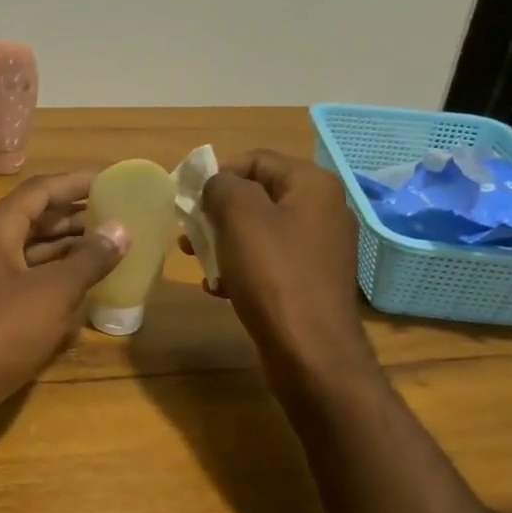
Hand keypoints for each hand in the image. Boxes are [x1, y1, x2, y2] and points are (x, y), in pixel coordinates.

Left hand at [0, 171, 127, 438]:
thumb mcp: (52, 292)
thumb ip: (89, 260)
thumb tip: (121, 230)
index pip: (43, 190)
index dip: (78, 182)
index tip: (114, 179)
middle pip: (38, 220)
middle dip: (78, 217)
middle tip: (120, 217)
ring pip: (34, 254)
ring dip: (70, 251)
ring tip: (111, 250)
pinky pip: (29, 284)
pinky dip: (56, 282)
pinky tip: (85, 291)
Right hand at [197, 150, 374, 377]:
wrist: (311, 353)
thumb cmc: (274, 276)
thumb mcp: (240, 218)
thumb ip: (222, 187)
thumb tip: (216, 185)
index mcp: (312, 185)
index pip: (256, 159)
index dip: (219, 174)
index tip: (190, 202)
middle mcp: (322, 210)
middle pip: (258, 196)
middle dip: (218, 213)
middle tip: (189, 235)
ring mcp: (319, 248)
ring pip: (259, 231)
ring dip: (224, 242)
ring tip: (199, 264)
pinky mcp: (311, 281)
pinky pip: (269, 262)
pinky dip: (242, 269)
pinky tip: (220, 289)